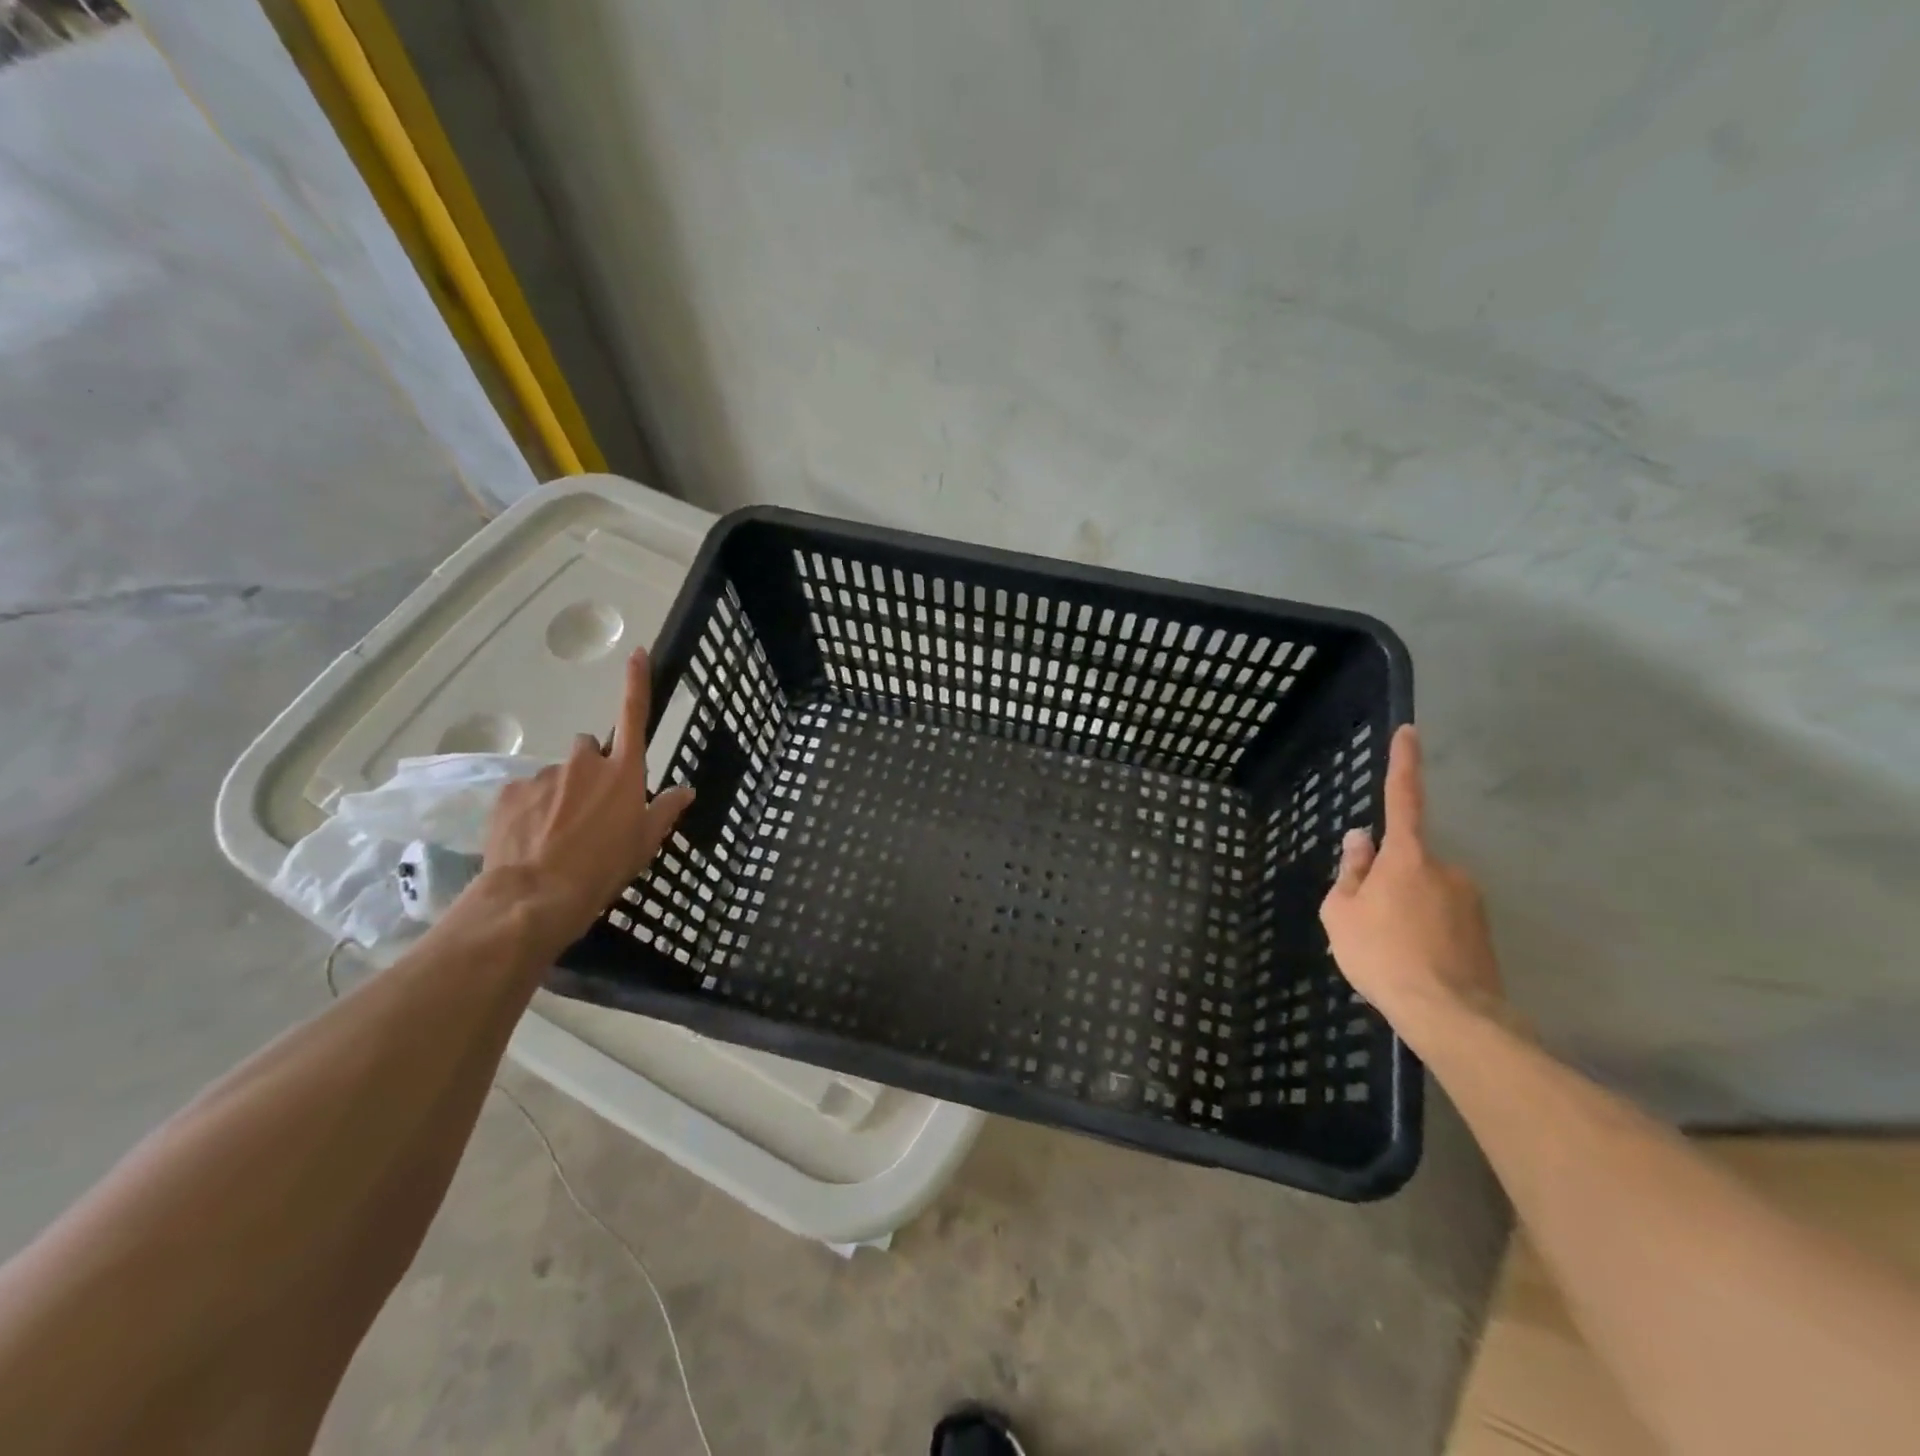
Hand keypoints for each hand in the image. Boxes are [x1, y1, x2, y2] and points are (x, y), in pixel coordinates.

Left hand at [477, 647, 694, 948]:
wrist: (537, 895)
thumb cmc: (604, 868)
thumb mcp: (645, 843)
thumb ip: (665, 810)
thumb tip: (686, 790)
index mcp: (623, 773)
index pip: (633, 716)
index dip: (637, 683)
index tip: (636, 653)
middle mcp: (585, 763)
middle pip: (589, 748)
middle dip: (590, 768)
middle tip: (589, 807)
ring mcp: (544, 775)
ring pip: (557, 775)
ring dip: (560, 793)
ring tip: (557, 833)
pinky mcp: (510, 792)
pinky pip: (526, 793)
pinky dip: (531, 809)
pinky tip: (531, 838)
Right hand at [1319, 725, 1504, 1044]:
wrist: (1450, 1015)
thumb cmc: (1382, 955)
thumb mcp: (1342, 913)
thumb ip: (1350, 872)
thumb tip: (1360, 840)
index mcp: (1407, 857)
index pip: (1403, 799)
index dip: (1403, 764)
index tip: (1409, 731)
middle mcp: (1445, 869)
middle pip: (1406, 862)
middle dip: (1386, 883)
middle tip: (1367, 925)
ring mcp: (1469, 900)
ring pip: (1423, 894)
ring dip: (1404, 912)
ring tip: (1388, 953)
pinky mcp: (1483, 930)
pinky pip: (1442, 919)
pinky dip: (1424, 934)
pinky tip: (1412, 965)